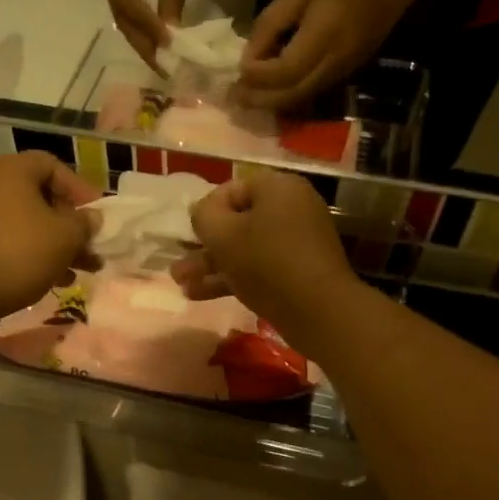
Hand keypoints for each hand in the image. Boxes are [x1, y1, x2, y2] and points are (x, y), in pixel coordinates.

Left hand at [0, 153, 100, 318]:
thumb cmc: (20, 251)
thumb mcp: (65, 236)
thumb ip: (84, 224)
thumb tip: (92, 218)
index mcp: (13, 172)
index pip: (52, 166)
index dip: (78, 187)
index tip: (96, 214)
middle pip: (42, 198)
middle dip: (71, 224)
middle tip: (92, 245)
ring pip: (30, 224)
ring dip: (58, 245)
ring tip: (83, 269)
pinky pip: (13, 243)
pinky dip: (36, 256)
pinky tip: (56, 280)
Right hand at [100, 0, 202, 70]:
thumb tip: (171, 35)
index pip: (128, 1)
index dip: (146, 28)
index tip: (167, 49)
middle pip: (119, 12)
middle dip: (141, 41)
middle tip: (162, 67)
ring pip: (119, 10)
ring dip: (138, 35)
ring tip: (159, 58)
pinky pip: (123, 0)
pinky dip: (137, 21)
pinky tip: (153, 36)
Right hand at [173, 170, 358, 348]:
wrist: (319, 311)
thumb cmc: (266, 262)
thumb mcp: (222, 234)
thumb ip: (203, 215)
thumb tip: (203, 212)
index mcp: (278, 188)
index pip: (231, 189)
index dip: (205, 211)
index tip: (190, 236)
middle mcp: (291, 207)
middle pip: (238, 221)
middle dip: (204, 246)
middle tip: (180, 265)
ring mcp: (298, 241)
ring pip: (245, 248)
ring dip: (212, 265)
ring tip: (182, 285)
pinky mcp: (299, 271)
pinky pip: (260, 267)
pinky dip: (233, 277)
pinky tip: (201, 295)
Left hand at [235, 0, 417, 110]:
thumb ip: (270, 23)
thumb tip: (248, 56)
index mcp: (323, 36)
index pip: (284, 70)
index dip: (258, 75)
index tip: (238, 71)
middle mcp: (333, 62)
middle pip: (291, 94)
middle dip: (259, 99)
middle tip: (233, 98)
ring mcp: (341, 73)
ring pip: (300, 99)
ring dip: (271, 103)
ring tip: (246, 99)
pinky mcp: (344, 77)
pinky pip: (310, 94)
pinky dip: (286, 97)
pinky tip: (270, 92)